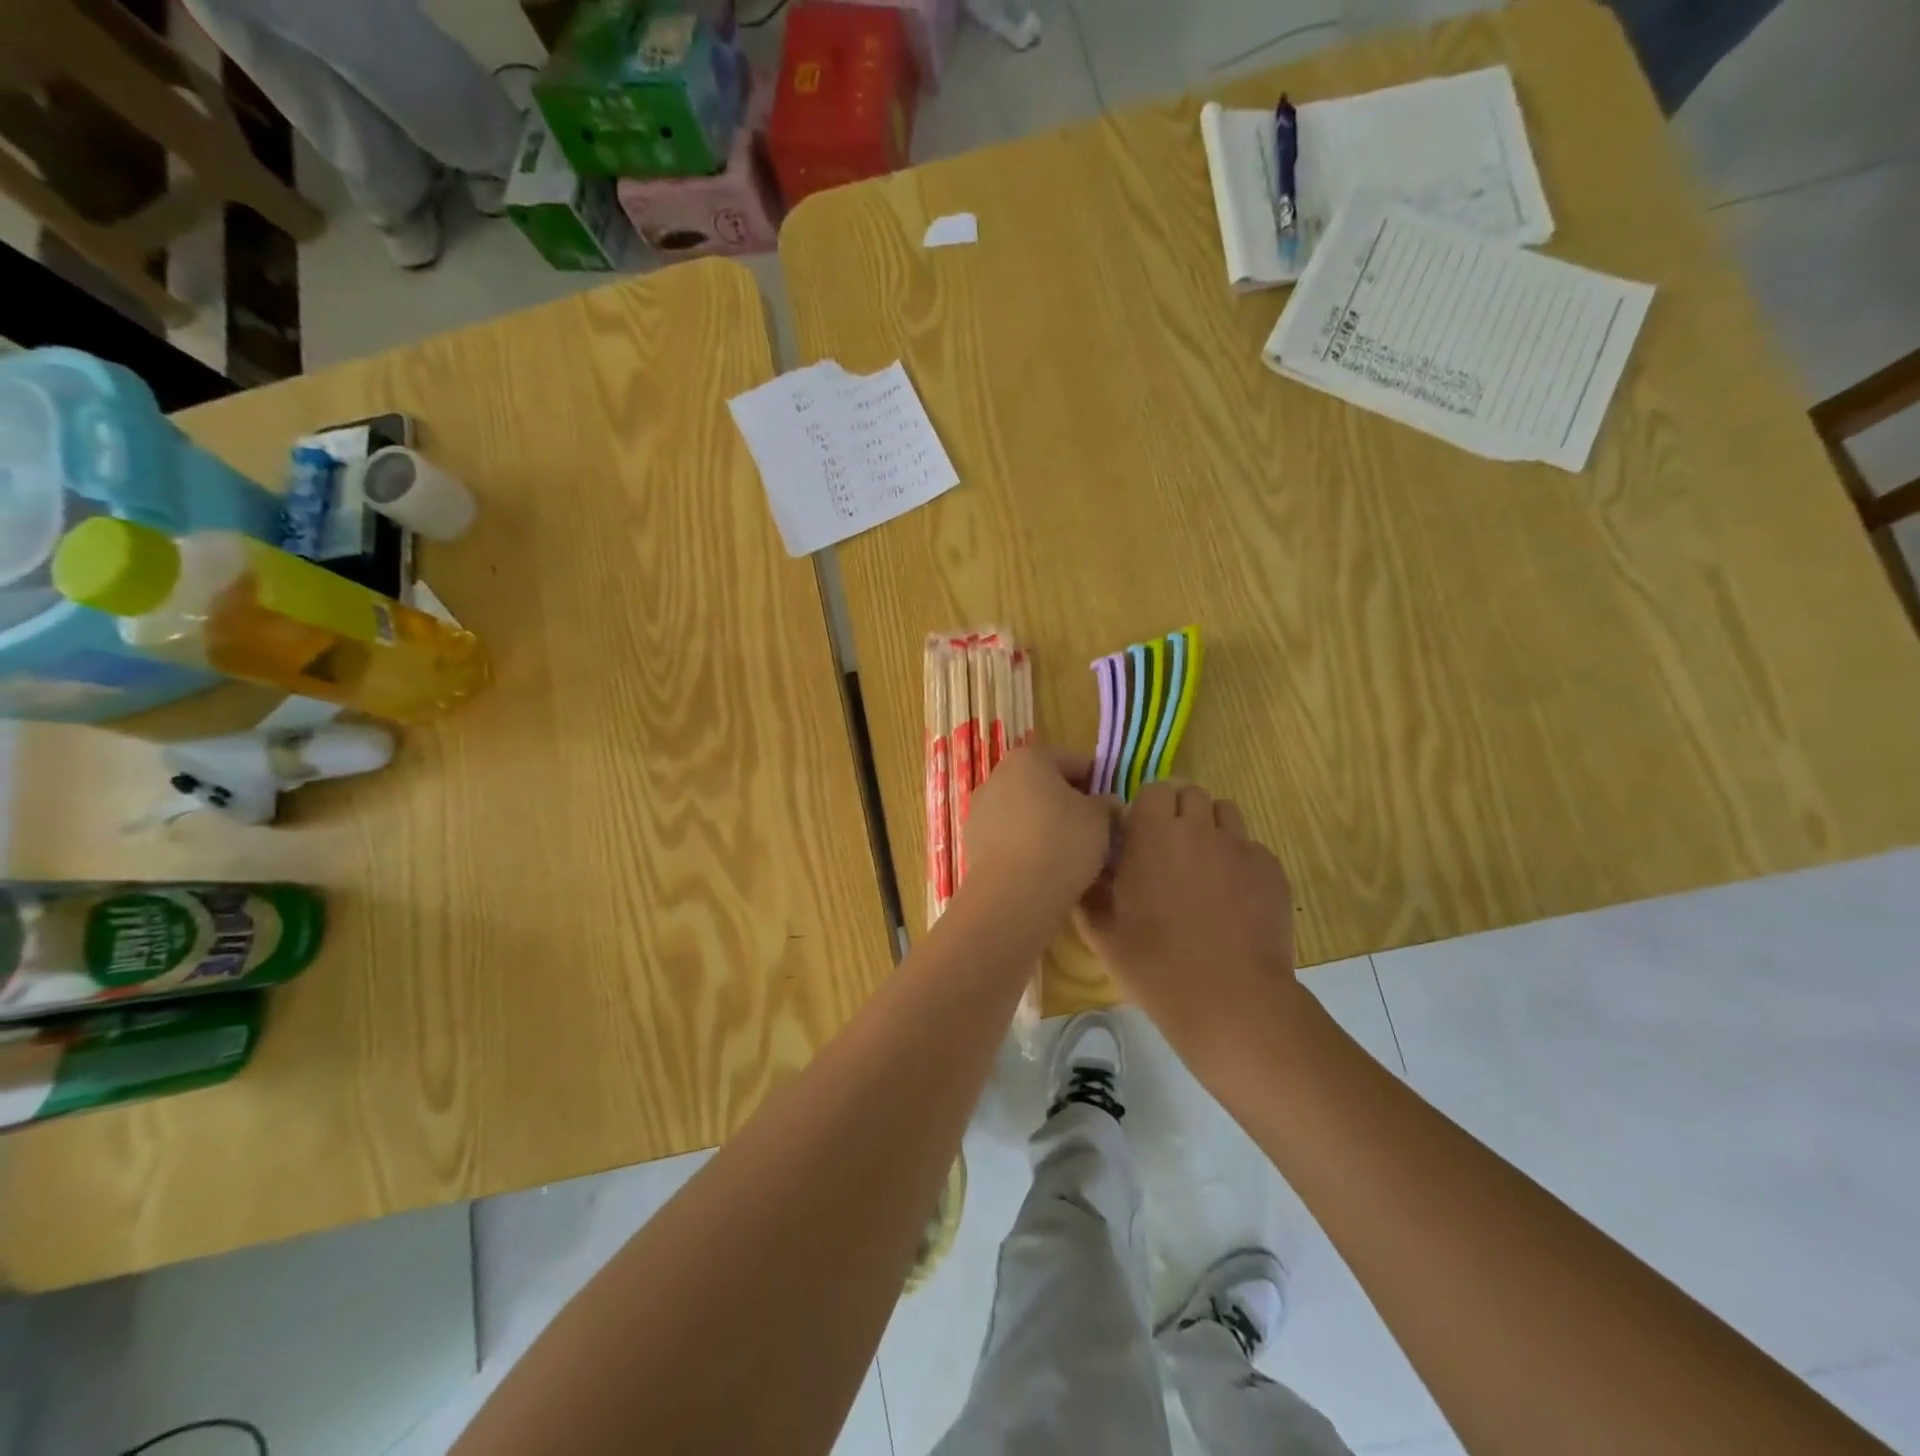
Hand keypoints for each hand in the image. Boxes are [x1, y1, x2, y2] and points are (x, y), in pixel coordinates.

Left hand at [959, 747, 1114, 931]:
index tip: (1112, 808)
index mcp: (1028, 758)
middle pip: (1044, 787)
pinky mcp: (972, 844)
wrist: (1014, 894)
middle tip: (1095, 834)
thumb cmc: (1062, 841)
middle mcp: (997, 777)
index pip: (1074, 762)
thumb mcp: (1101, 819)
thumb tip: (1106, 804)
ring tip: (1072, 858)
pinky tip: (1047, 873)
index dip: (1098, 783)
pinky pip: (1010, 840)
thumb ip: (1106, 805)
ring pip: (1025, 815)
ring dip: (1047, 829)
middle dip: (1069, 807)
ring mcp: (980, 811)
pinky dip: (1028, 850)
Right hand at [1076, 781, 1296, 1032]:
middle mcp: (1198, 828)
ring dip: (1211, 828)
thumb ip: (1089, 892)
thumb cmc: (1155, 965)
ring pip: (1225, 813)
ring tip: (1204, 865)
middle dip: (1180, 812)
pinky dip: (1239, 861)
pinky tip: (1233, 897)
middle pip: (1191, 793)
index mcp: (1152, 835)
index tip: (1140, 836)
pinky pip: (1251, 847)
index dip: (1147, 809)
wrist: (1230, 1000)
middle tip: (1170, 849)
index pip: (1153, 790)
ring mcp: (1240, 846)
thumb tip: (1087, 869)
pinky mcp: (1271, 870)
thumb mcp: (1102, 933)